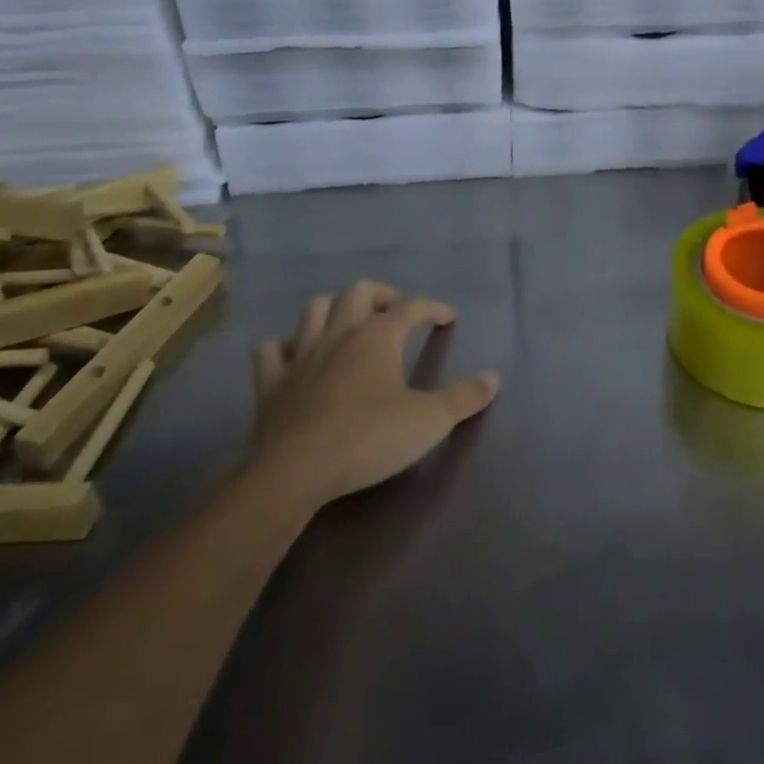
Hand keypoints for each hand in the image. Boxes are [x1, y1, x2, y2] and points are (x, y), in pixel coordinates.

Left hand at [248, 280, 500, 508]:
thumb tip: (493, 377)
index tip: (447, 317)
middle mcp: (339, 333)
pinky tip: (296, 356)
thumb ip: (464, 397)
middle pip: (359, 291)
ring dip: (334, 309)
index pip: (411, 307)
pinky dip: (285, 346)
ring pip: (315, 309)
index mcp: (378, 335)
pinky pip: (272, 350)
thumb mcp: (430, 421)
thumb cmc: (369, 439)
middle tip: (396, 312)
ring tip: (349, 325)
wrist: (295, 471)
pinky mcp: (270, 382)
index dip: (432, 308)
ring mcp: (301, 354)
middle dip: (381, 294)